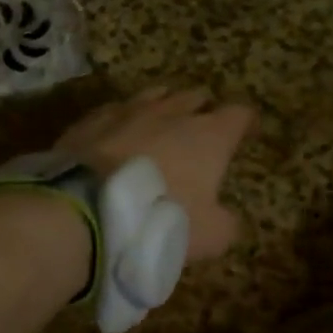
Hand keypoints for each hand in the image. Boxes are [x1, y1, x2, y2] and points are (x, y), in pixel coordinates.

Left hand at [54, 87, 257, 261]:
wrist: (85, 210)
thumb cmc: (158, 219)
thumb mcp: (208, 236)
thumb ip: (225, 223)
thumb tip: (226, 219)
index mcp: (208, 136)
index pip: (238, 115)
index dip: (244, 122)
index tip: (247, 130)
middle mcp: (171, 113)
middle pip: (195, 97)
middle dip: (202, 109)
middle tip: (202, 127)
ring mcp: (129, 110)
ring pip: (155, 95)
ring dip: (163, 107)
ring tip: (162, 121)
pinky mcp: (92, 119)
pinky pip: (116, 109)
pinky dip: (123, 118)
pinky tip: (118, 131)